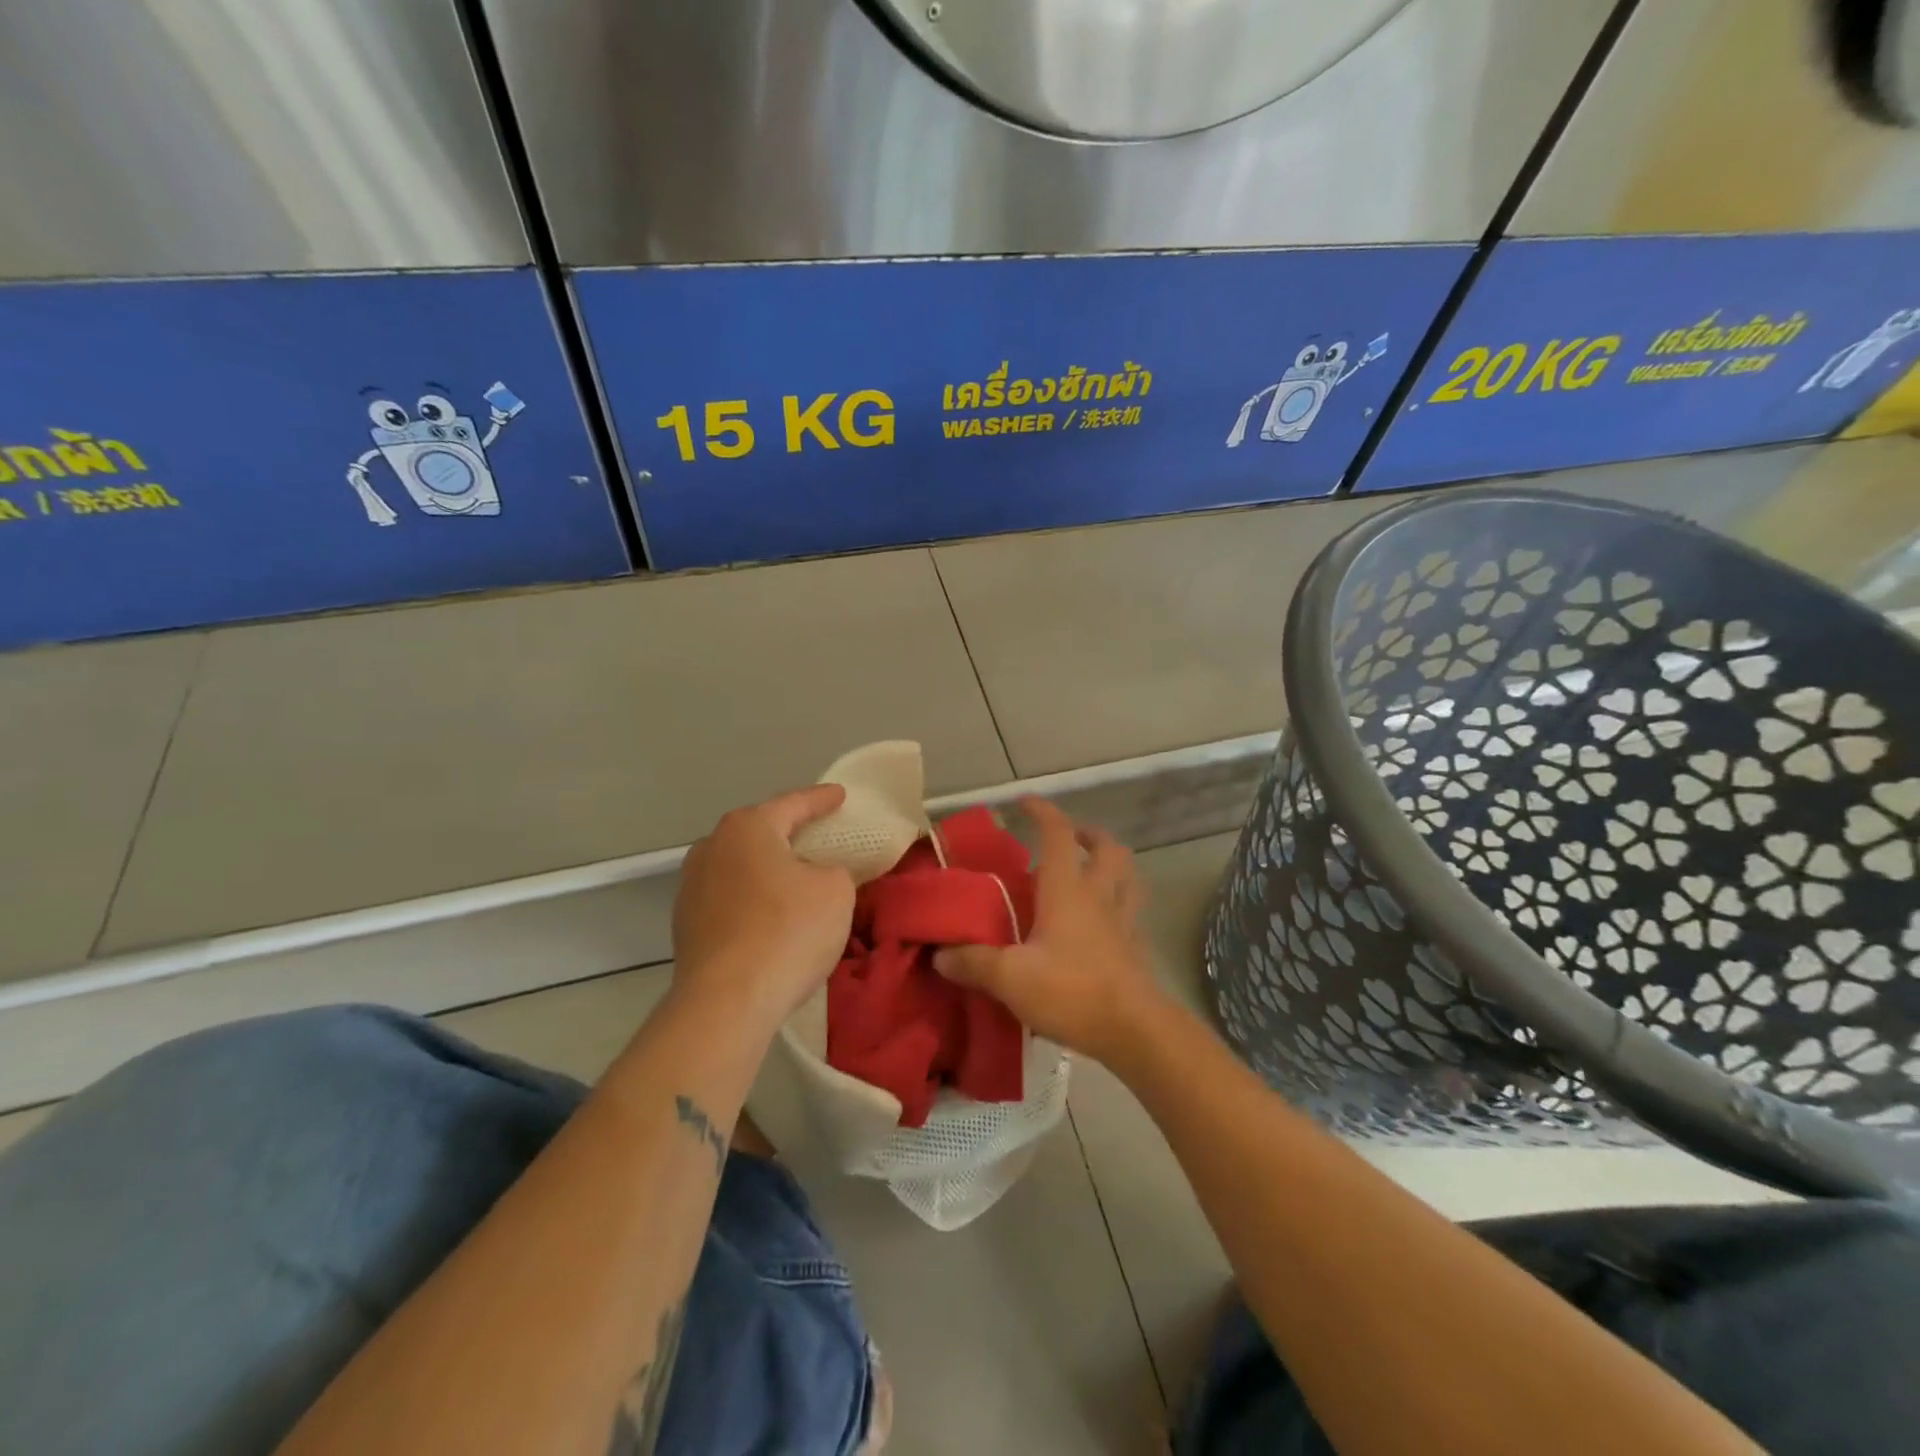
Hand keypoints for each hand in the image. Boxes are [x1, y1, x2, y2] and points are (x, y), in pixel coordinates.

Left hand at [672, 785, 855, 1027]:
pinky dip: (752, 898)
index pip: (793, 803)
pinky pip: (730, 897)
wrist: (727, 1001)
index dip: (821, 799)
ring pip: (740, 865)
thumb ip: (834, 870)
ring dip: (767, 868)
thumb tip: (817, 874)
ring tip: (793, 876)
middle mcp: (712, 846)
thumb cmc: (788, 931)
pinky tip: (769, 914)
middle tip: (817, 833)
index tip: (840, 795)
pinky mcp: (686, 923)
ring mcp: (692, 885)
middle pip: (760, 831)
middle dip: (788, 831)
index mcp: (748, 828)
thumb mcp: (836, 891)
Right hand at [934, 798, 1169, 1063]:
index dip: (1043, 812)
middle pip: (1108, 848)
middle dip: (1089, 834)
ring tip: (1091, 870)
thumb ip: (973, 963)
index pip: (1059, 835)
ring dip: (1112, 862)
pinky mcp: (1135, 947)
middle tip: (1070, 839)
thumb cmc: (1071, 991)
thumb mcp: (1010, 978)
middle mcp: (1100, 895)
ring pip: (1128, 875)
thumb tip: (940, 954)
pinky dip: (1119, 902)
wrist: (1134, 1031)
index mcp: (1068, 890)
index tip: (1025, 802)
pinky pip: (1131, 910)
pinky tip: (1102, 920)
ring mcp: (1124, 920)